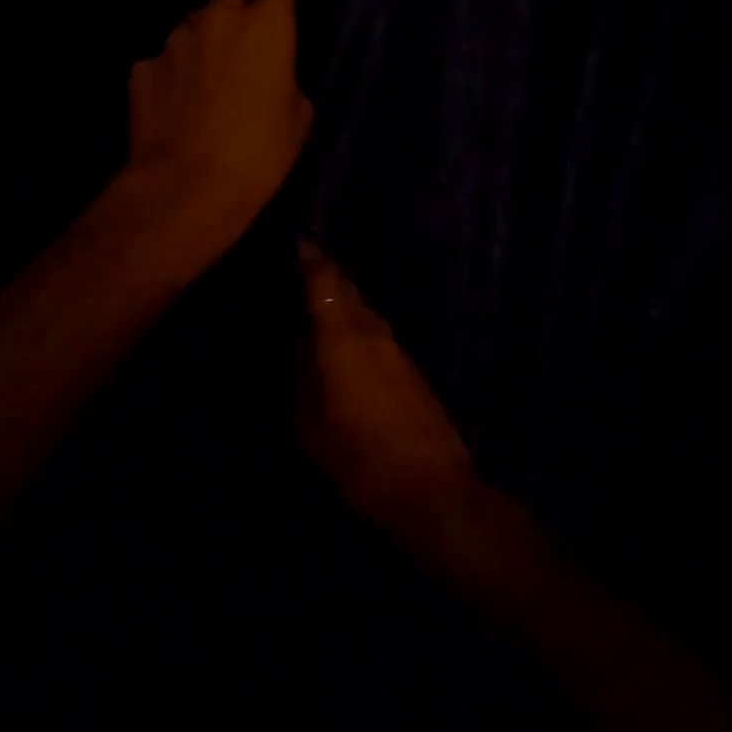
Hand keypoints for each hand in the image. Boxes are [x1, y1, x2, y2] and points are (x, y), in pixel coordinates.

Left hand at [126, 0, 313, 234]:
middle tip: (244, 36)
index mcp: (266, 29)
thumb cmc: (259, 156)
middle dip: (238, 2)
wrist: (188, 187)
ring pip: (194, 24)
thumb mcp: (296, 120)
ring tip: (208, 83)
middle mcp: (217, 20)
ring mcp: (174, 41)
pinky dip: (175, 73)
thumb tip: (270, 75)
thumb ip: (285, 81)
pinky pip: (165, 59)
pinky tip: (179, 106)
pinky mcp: (142, 67)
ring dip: (204, 40)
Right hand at [296, 241, 479, 545]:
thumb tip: (300, 346)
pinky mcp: (412, 370)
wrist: (433, 488)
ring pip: (365, 312)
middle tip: (302, 272)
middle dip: (326, 277)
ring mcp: (398, 350)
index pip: (325, 284)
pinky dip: (357, 329)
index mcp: (343, 339)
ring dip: (343, 304)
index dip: (311, 260)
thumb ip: (302, 379)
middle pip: (348, 291)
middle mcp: (373, 333)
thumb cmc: (360, 459)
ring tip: (317, 311)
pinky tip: (344, 347)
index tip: (298, 242)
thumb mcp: (311, 426)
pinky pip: (377, 334)